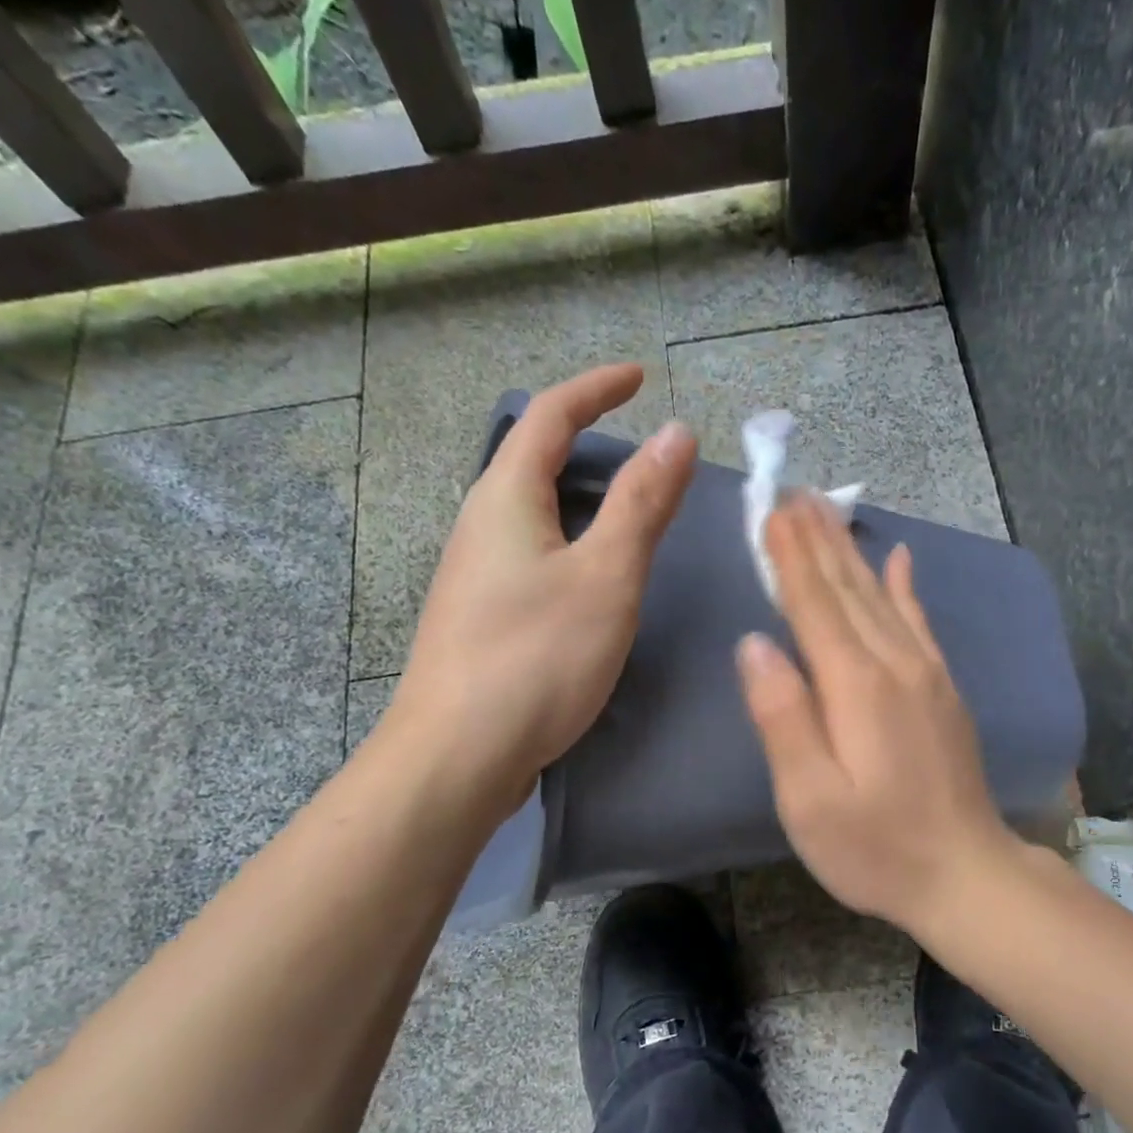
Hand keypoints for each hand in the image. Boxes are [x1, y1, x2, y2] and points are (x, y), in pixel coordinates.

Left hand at [381, 365, 694, 812]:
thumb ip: (641, 503)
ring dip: (579, 500)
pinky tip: (593, 583)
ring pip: (532, 515)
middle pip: (533, 462)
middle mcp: (480, 526)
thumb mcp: (606, 576)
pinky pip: (531, 557)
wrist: (457, 756)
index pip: (550, 417)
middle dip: (587, 444)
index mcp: (505, 499)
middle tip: (645, 459)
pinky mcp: (481, 619)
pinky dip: (570, 545)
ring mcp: (474, 576)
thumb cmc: (537, 657)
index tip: (640, 377)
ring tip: (629, 517)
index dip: (597, 388)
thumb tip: (675, 432)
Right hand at [735, 495, 1021, 933]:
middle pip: (849, 588)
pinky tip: (902, 558)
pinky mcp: (944, 691)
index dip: (789, 556)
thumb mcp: (810, 798)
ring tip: (829, 510)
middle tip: (794, 491)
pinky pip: (921, 622)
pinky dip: (907, 586)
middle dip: (817, 539)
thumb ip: (782, 717)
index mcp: (855, 685)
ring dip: (852, 551)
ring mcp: (927, 674)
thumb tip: (755, 645)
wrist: (965, 874)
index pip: (813, 604)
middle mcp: (894, 664)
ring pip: (882, 595)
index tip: (770, 509)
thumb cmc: (875, 846)